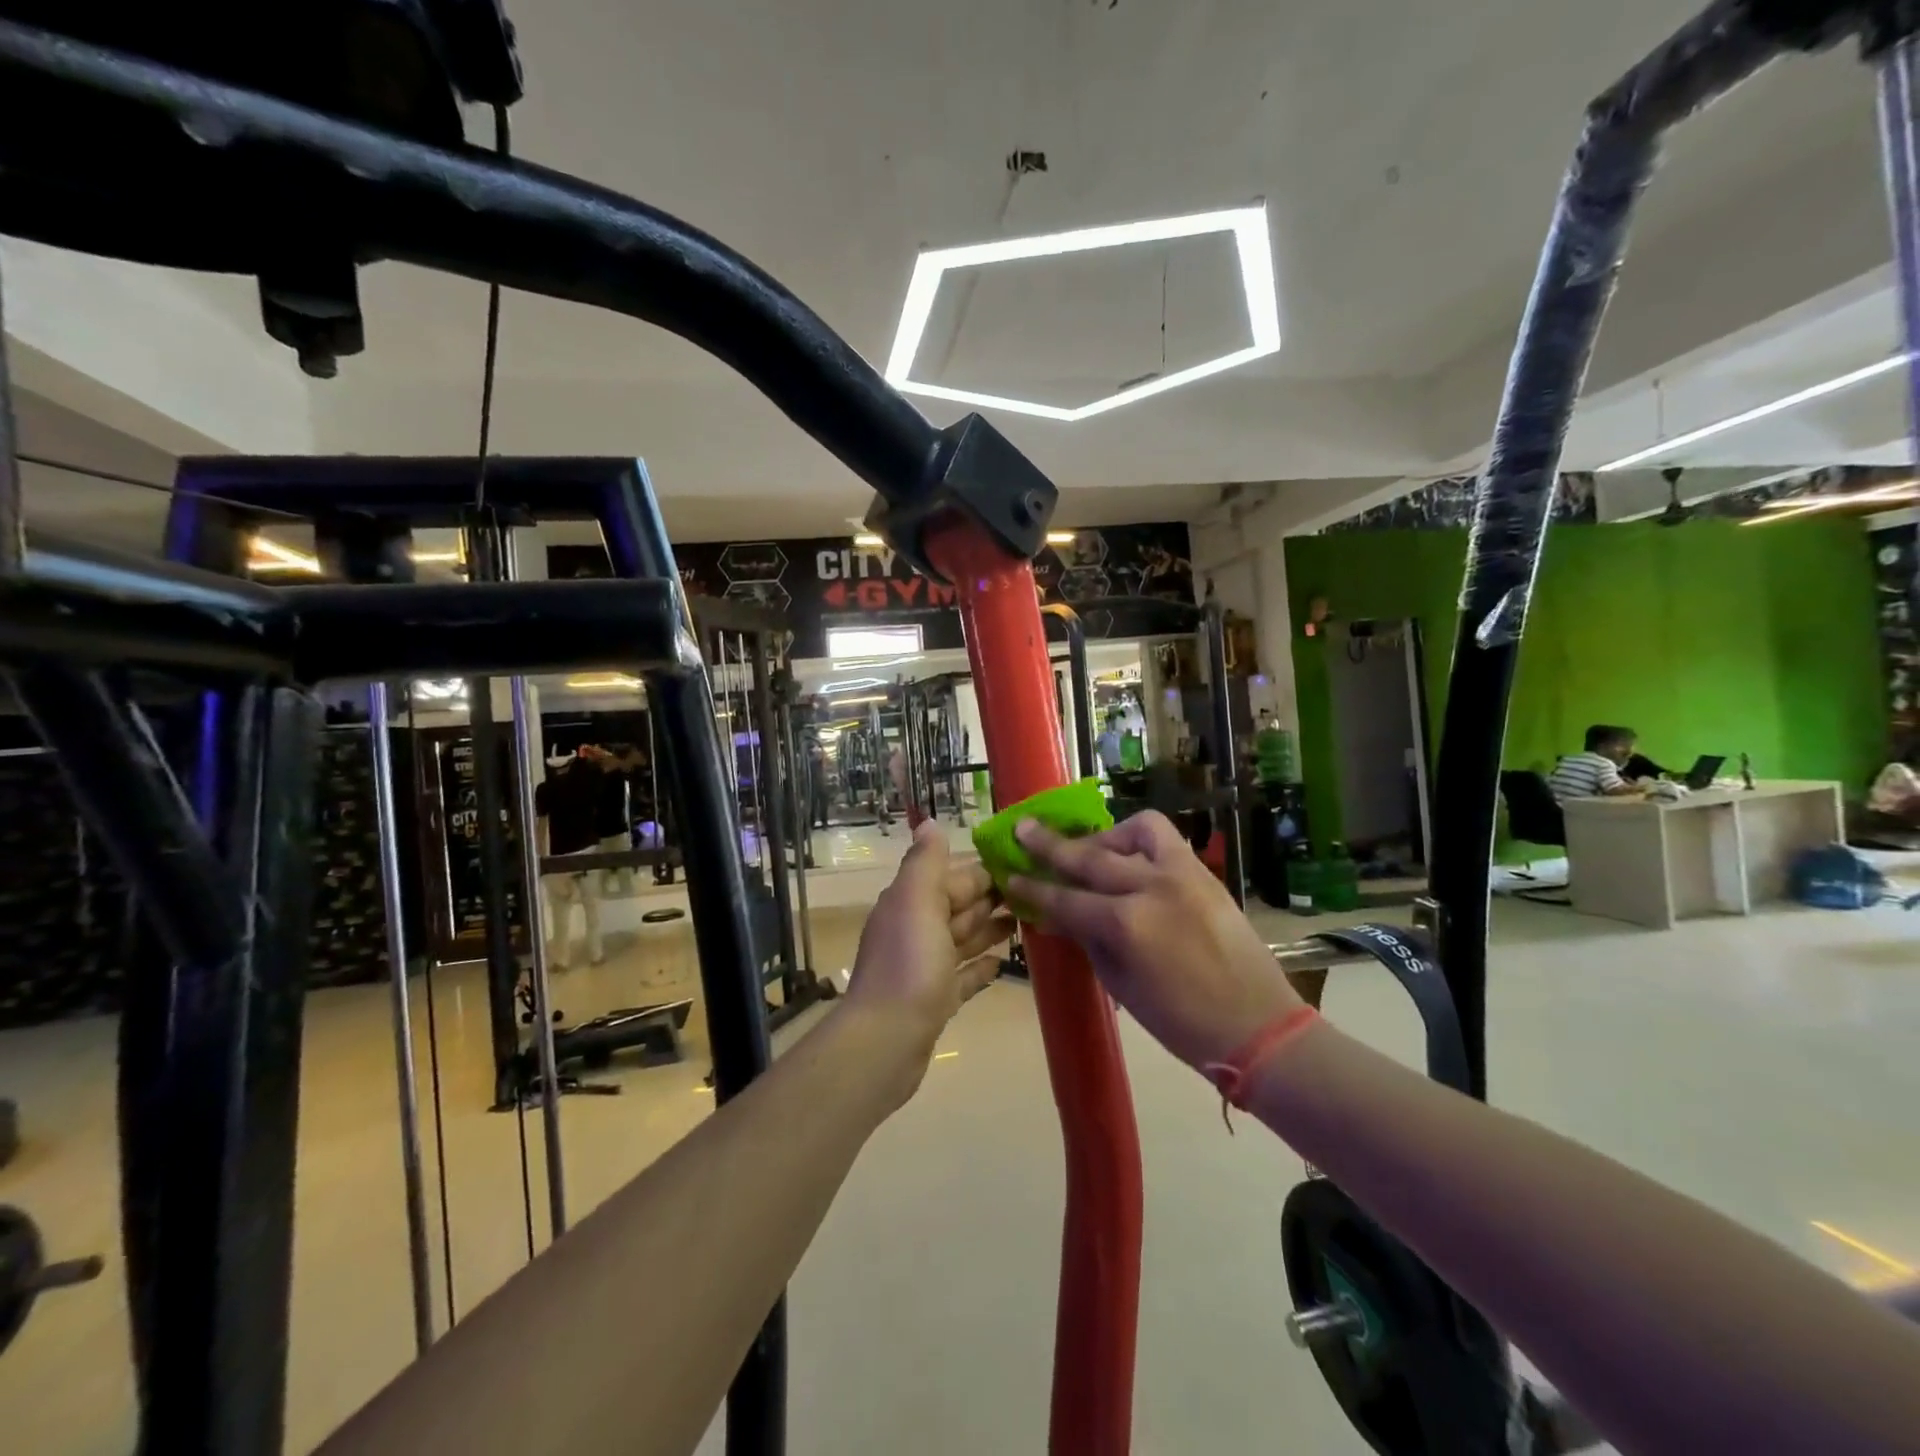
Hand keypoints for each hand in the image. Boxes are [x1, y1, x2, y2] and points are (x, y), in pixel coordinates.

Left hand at [844, 819, 1013, 1096]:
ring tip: (1026, 920)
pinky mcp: (935, 1001)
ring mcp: (925, 967)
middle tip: (1035, 890)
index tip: (1022, 863)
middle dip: (991, 896)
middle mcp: (915, 929)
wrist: (886, 1041)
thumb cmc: (909, 964)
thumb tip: (930, 822)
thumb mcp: (917, 901)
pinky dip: (980, 967)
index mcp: (911, 902)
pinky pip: (962, 977)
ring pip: (962, 939)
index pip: (953, 876)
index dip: (985, 869)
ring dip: (990, 928)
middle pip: (959, 905)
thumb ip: (926, 862)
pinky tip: (1002, 963)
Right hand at [1009, 811, 1300, 1070]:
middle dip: (1050, 845)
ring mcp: (1182, 874)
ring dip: (1105, 837)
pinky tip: (1130, 856)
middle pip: (1089, 857)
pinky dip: (1140, 840)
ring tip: (1091, 850)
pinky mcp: (1203, 872)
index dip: (1033, 889)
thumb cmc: (1181, 1022)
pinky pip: (1165, 839)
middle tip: (1024, 829)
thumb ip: (1089, 940)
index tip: (1010, 875)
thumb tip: (1061, 914)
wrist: (1258, 1026)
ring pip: (1133, 832)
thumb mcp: (1121, 985)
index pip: (1065, 900)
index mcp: (1126, 926)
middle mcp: (1150, 888)